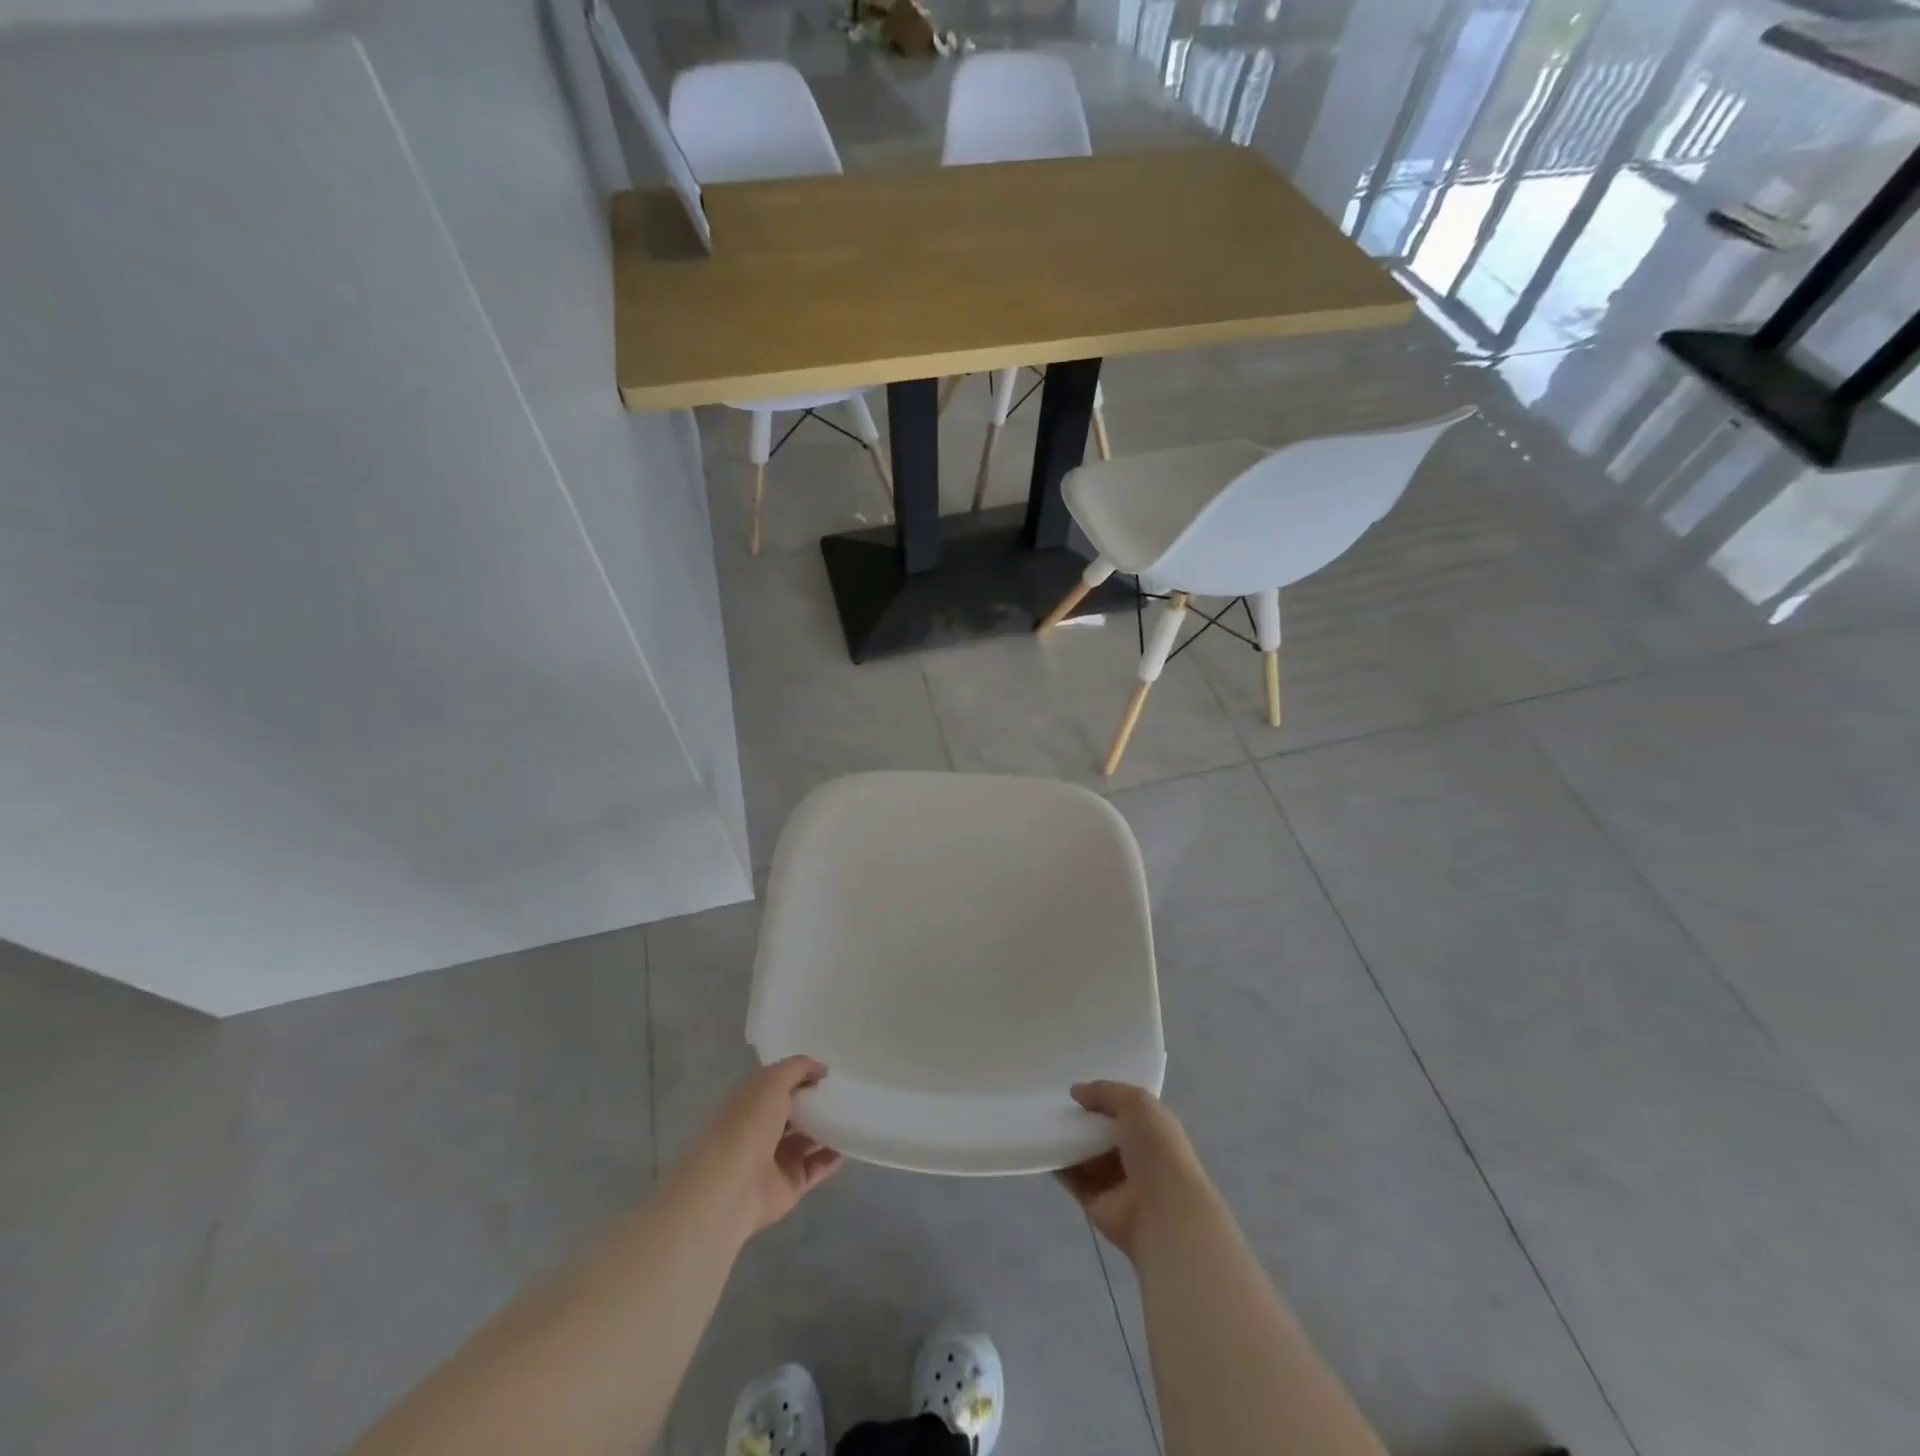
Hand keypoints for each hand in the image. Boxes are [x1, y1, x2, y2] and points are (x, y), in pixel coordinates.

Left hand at [678, 1057, 843, 1236]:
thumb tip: (821, 1069)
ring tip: (854, 1115)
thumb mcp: (773, 1080)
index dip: (801, 1077)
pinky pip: (816, 1168)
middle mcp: (761, 1130)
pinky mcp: (790, 1185)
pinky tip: (851, 1143)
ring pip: (807, 1141)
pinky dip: (833, 1157)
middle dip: (817, 1104)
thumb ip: (798, 1068)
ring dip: (828, 1129)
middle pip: (795, 1114)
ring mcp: (776, 1160)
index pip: (778, 1086)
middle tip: (846, 1093)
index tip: (829, 1073)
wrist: (733, 1184)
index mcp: (751, 1103)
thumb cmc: (749, 1122)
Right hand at [1056, 1082, 1217, 1257]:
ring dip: (1068, 1141)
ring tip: (1043, 1121)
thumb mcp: (1136, 1103)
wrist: (1162, 1212)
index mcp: (1152, 1130)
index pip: (1125, 1109)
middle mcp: (1135, 1154)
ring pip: (1086, 1155)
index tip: (1077, 1087)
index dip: (1104, 1097)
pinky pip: (1073, 1179)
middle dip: (1082, 1118)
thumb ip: (1106, 1092)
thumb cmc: (1157, 1149)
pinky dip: (1058, 1165)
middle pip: (1102, 1132)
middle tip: (1054, 1102)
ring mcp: (1115, 1180)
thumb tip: (1075, 1091)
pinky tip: (1041, 1147)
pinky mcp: (1096, 1202)